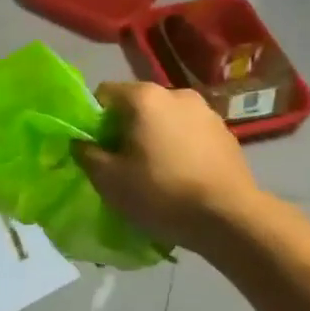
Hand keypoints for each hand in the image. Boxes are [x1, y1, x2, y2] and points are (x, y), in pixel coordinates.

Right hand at [75, 82, 261, 253]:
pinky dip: (181, 148)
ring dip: (155, 138)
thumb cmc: (161, 194)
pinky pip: (190, 134)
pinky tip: (183, 177)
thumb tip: (80, 142)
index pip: (104, 93)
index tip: (97, 149)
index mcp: (144, 97)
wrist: (229, 217)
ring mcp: (206, 112)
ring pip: (166, 120)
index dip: (94, 120)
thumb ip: (86, 155)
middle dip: (126, 130)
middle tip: (123, 165)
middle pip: (137, 105)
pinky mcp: (226, 133)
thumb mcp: (109, 180)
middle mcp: (177, 94)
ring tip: (156, 173)